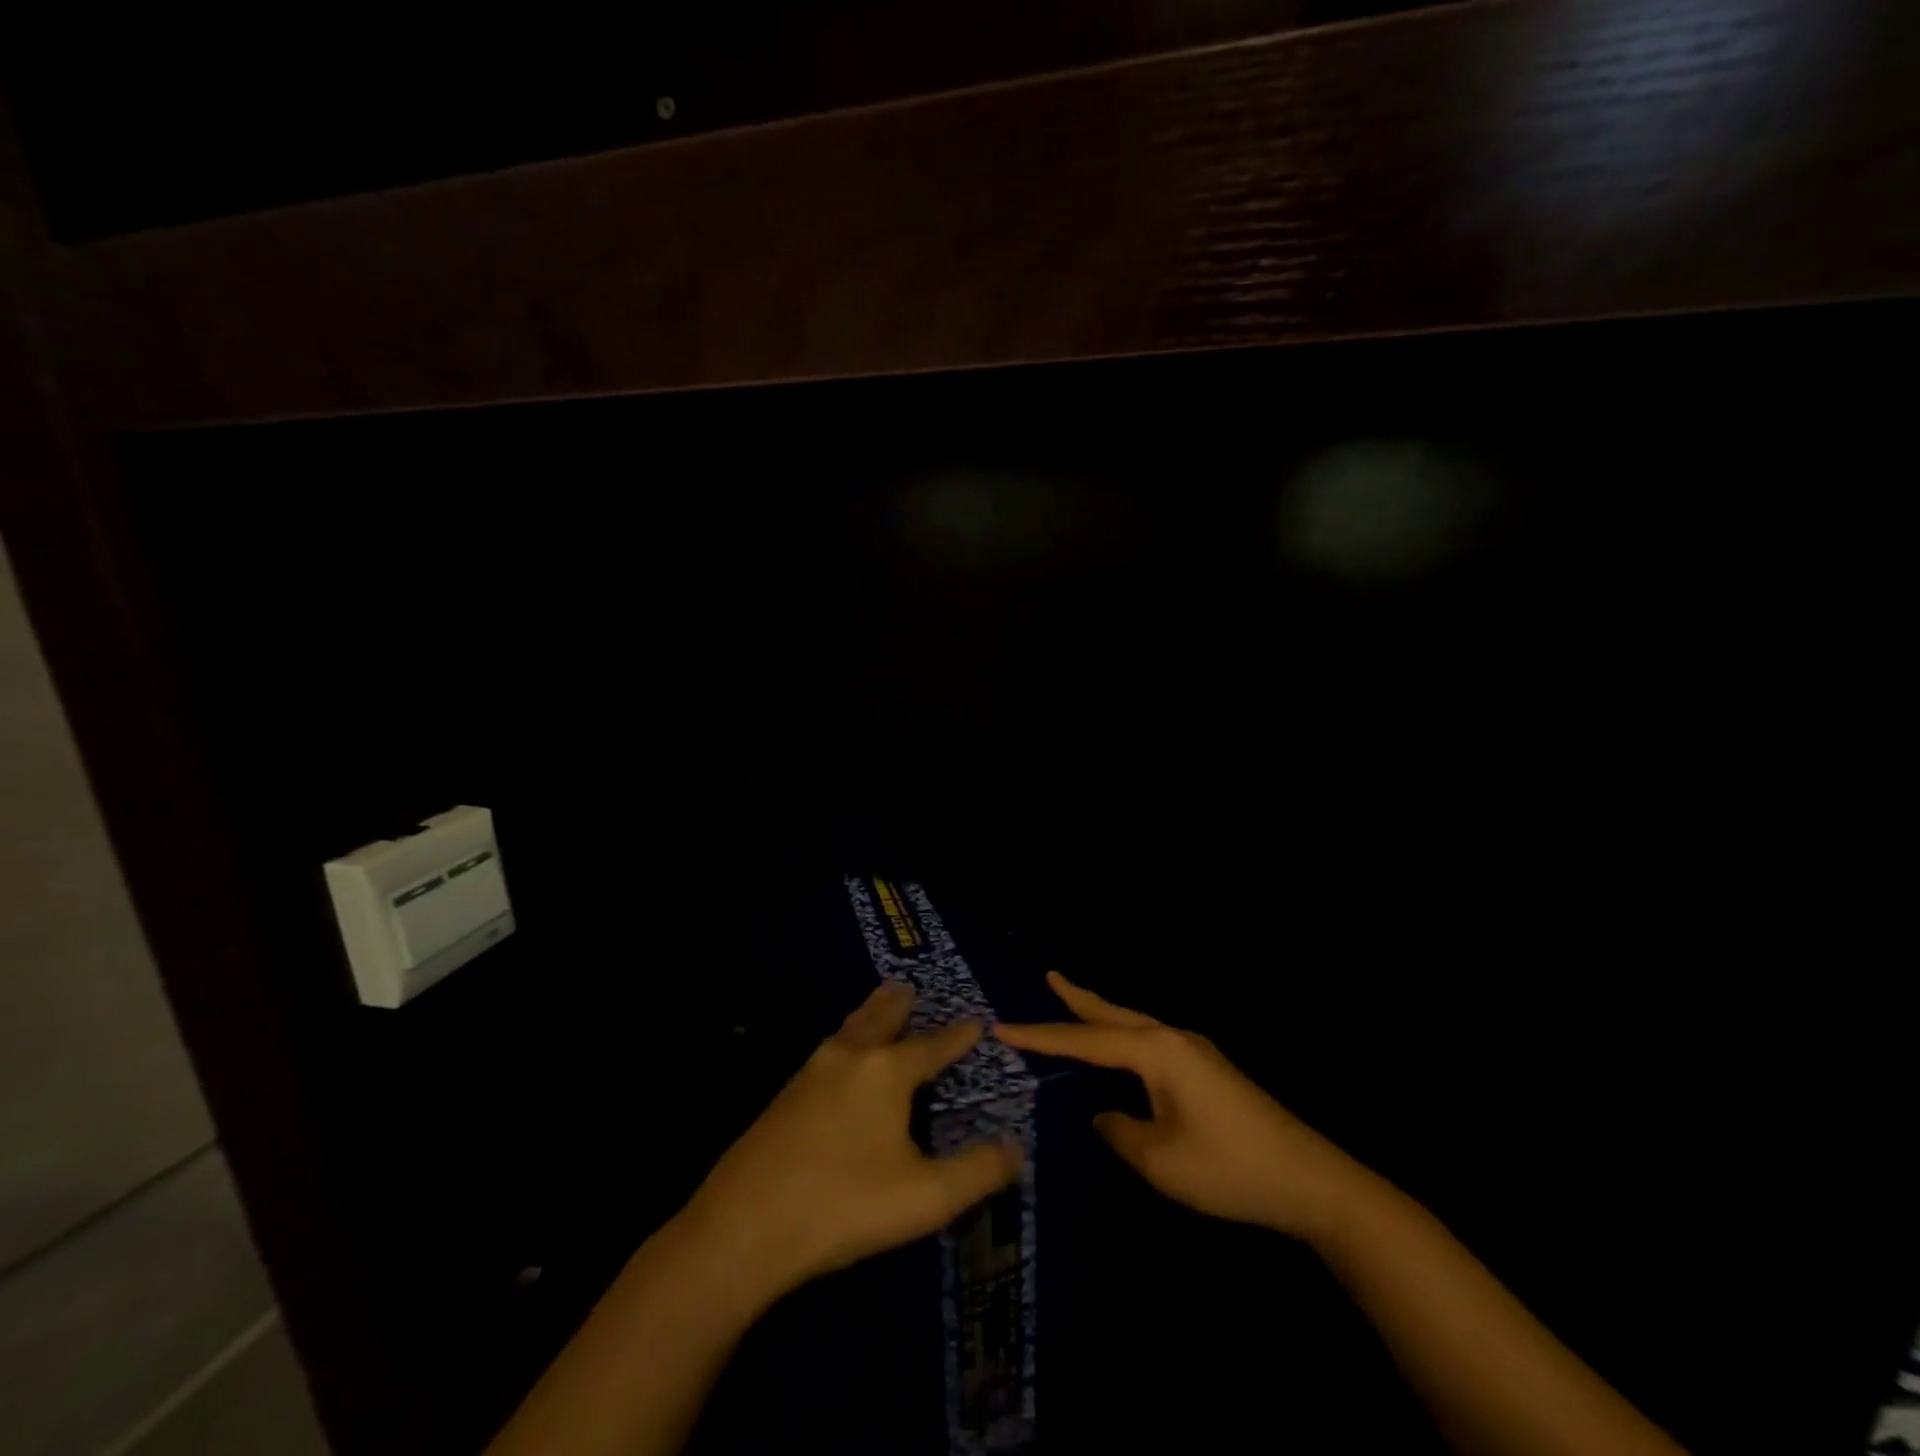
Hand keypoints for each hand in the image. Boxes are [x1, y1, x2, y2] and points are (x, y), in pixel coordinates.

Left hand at [679, 981, 1023, 1303]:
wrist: (744, 1226)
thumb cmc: (845, 1205)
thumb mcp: (925, 1197)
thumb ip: (977, 1172)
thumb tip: (1016, 1150)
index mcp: (887, 1072)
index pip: (933, 1046)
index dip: (958, 1036)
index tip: (976, 1021)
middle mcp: (850, 1058)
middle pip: (880, 1019)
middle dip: (899, 1005)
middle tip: (908, 988)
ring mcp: (811, 1073)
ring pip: (848, 1030)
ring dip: (867, 1015)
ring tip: (876, 1005)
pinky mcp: (784, 1096)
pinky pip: (826, 1051)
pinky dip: (843, 1039)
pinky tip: (836, 1058)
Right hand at [997, 972, 1373, 1241]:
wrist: (1312, 1181)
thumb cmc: (1230, 1169)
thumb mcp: (1161, 1160)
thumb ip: (1120, 1132)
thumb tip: (1104, 1114)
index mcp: (1157, 1051)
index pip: (1085, 1041)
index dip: (1041, 1036)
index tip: (1002, 1028)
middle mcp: (1173, 1038)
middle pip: (1112, 1014)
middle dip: (1077, 999)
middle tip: (1048, 977)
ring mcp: (1194, 1051)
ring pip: (1133, 1024)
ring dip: (1101, 1015)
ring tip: (1073, 1003)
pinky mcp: (1207, 1068)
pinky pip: (1150, 1041)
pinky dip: (1123, 1035)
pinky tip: (1121, 1050)